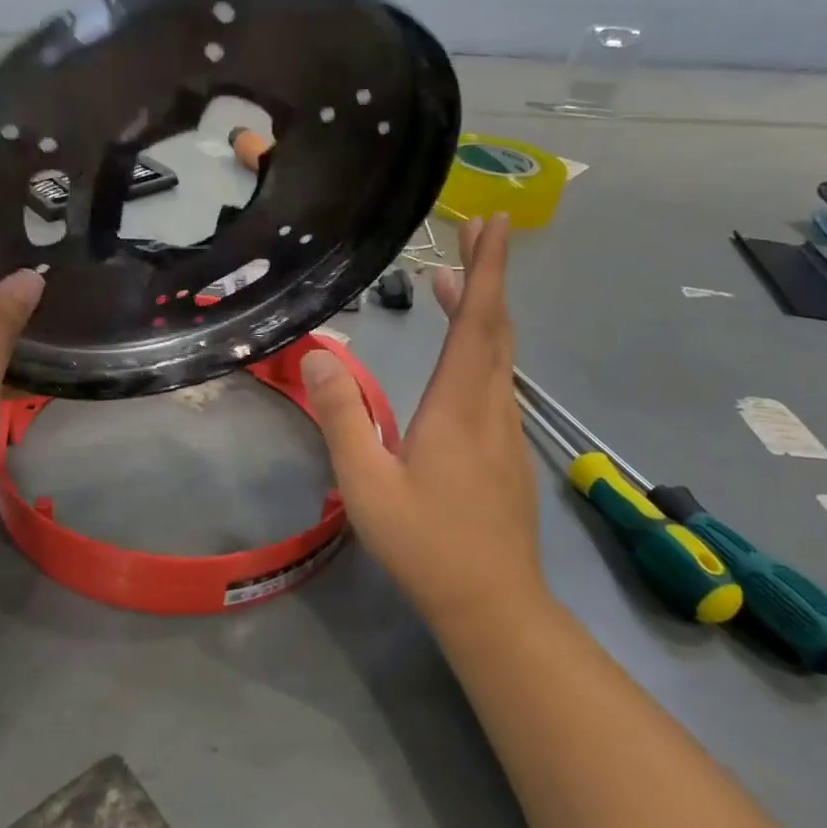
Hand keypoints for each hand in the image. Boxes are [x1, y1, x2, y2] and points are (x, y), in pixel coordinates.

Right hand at [302, 216, 542, 625]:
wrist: (493, 604)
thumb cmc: (426, 543)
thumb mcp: (367, 482)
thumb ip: (343, 417)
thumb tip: (320, 354)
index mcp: (459, 406)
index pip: (479, 323)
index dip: (486, 269)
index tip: (491, 223)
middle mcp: (491, 407)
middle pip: (496, 328)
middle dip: (487, 275)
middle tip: (474, 231)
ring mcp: (505, 430)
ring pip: (500, 355)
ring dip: (481, 311)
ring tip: (450, 282)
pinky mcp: (506, 451)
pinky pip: (497, 380)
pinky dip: (480, 346)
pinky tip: (457, 355)